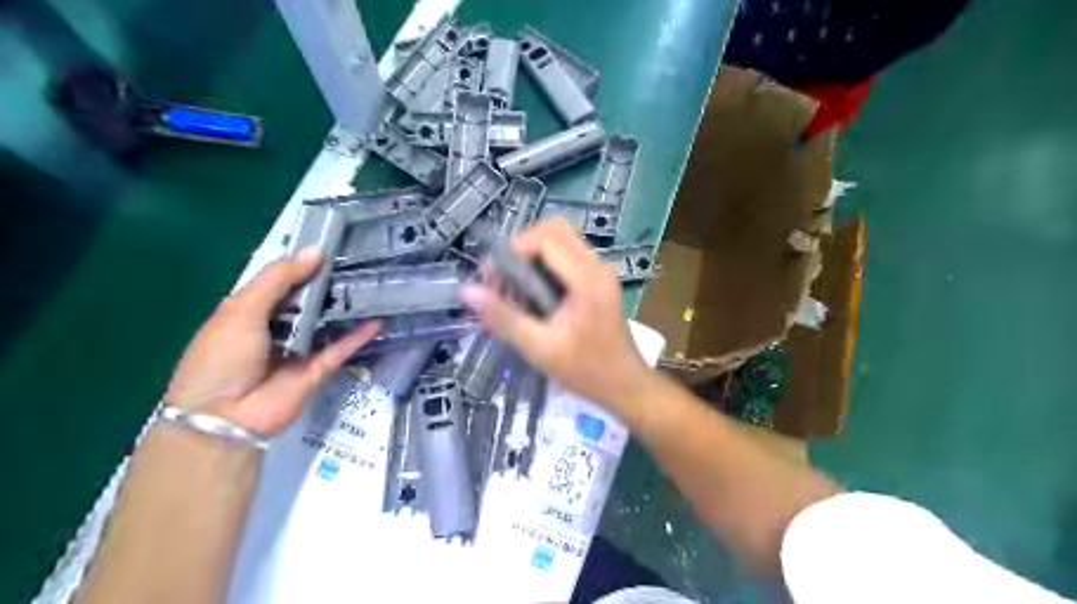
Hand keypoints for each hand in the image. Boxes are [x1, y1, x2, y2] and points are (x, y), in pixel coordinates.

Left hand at [164, 247, 381, 436]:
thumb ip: (278, 280)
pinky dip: (357, 336)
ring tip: (372, 285)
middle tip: (360, 263)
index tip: (331, 246)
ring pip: (327, 323)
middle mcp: (276, 328)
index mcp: (250, 311)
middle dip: (329, 284)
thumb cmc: (222, 357)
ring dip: (345, 308)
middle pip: (307, 302)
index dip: (303, 265)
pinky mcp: (317, 370)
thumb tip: (316, 251)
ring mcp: (299, 349)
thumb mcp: (242, 310)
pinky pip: (340, 349)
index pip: (281, 282)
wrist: (224, 417)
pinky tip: (376, 321)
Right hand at [461, 217, 651, 418]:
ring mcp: (600, 271)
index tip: (492, 278)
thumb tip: (467, 291)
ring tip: (512, 293)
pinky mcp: (597, 280)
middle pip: (553, 231)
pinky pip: (566, 258)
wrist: (626, 386)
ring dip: (530, 259)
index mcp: (586, 278)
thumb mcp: (539, 348)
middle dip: (520, 250)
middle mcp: (596, 265)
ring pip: (559, 242)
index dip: (513, 249)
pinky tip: (530, 299)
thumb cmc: (586, 371)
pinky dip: (543, 269)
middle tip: (501, 282)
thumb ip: (503, 317)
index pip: (545, 237)